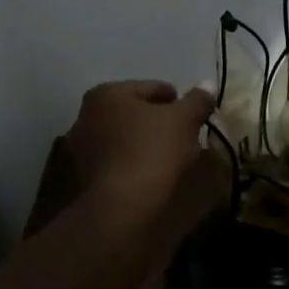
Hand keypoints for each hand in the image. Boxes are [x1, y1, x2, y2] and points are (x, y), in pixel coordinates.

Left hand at [63, 80, 215, 210]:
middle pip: (133, 112)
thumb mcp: (183, 120)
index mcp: (107, 93)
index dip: (176, 100)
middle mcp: (86, 114)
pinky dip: (131, 161)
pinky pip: (115, 159)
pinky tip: (149, 172)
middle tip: (182, 135)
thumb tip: (207, 85)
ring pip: (122, 136)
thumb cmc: (152, 150)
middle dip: (156, 121)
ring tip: (168, 156)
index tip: (192, 115)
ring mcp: (80, 146)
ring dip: (142, 141)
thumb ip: (197, 100)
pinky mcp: (83, 174)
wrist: (122, 204)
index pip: (151, 88)